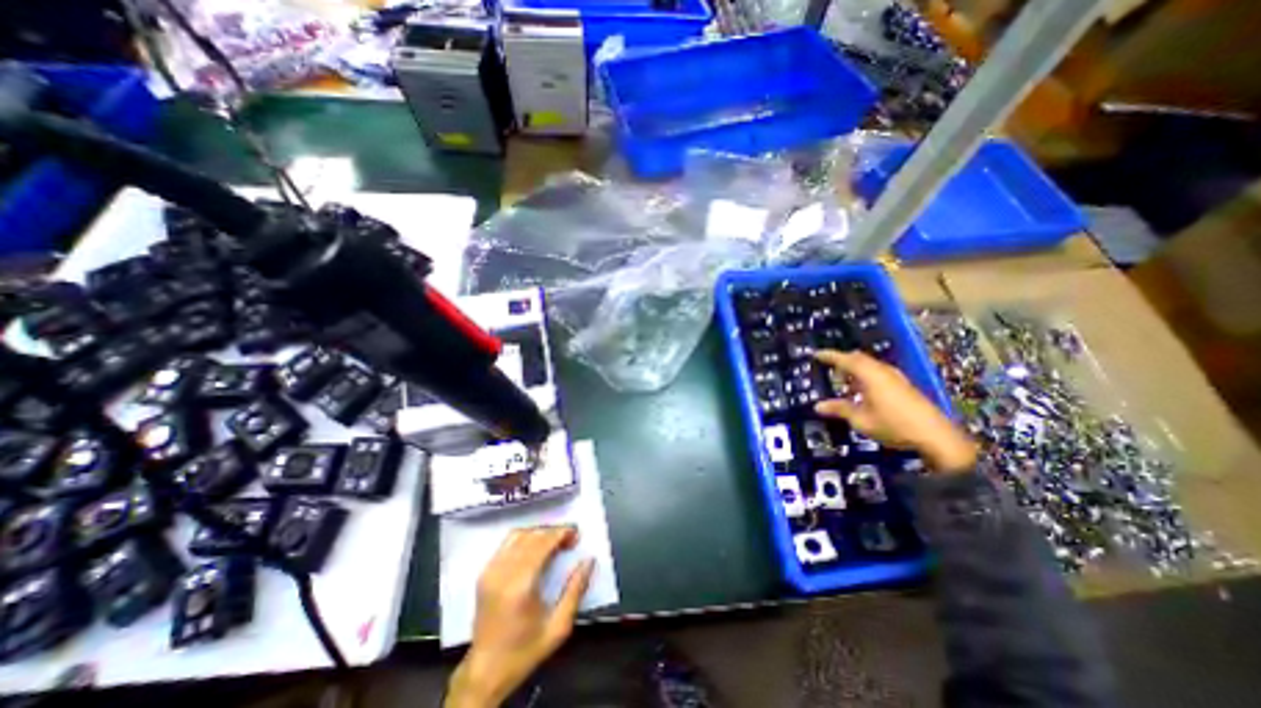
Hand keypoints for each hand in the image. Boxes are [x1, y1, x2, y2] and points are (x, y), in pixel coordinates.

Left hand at [448, 525, 597, 707]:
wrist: (486, 671)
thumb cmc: (525, 650)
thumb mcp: (558, 627)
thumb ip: (576, 590)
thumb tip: (589, 560)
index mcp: (520, 586)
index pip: (542, 544)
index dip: (561, 533)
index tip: (576, 533)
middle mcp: (503, 573)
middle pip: (532, 536)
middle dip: (554, 532)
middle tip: (570, 537)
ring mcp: (490, 571)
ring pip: (518, 535)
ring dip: (539, 532)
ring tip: (555, 540)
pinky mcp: (484, 573)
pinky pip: (506, 543)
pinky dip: (524, 538)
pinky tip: (535, 546)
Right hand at [812, 350, 979, 475]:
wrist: (936, 437)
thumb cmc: (894, 425)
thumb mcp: (861, 420)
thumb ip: (839, 409)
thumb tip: (818, 406)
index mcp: (870, 375)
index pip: (844, 359)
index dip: (828, 356)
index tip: (816, 354)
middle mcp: (882, 371)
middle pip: (858, 359)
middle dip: (842, 362)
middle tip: (829, 371)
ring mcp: (895, 377)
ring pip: (869, 366)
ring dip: (854, 372)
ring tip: (844, 385)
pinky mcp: (903, 385)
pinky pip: (878, 373)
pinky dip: (865, 378)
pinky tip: (863, 394)